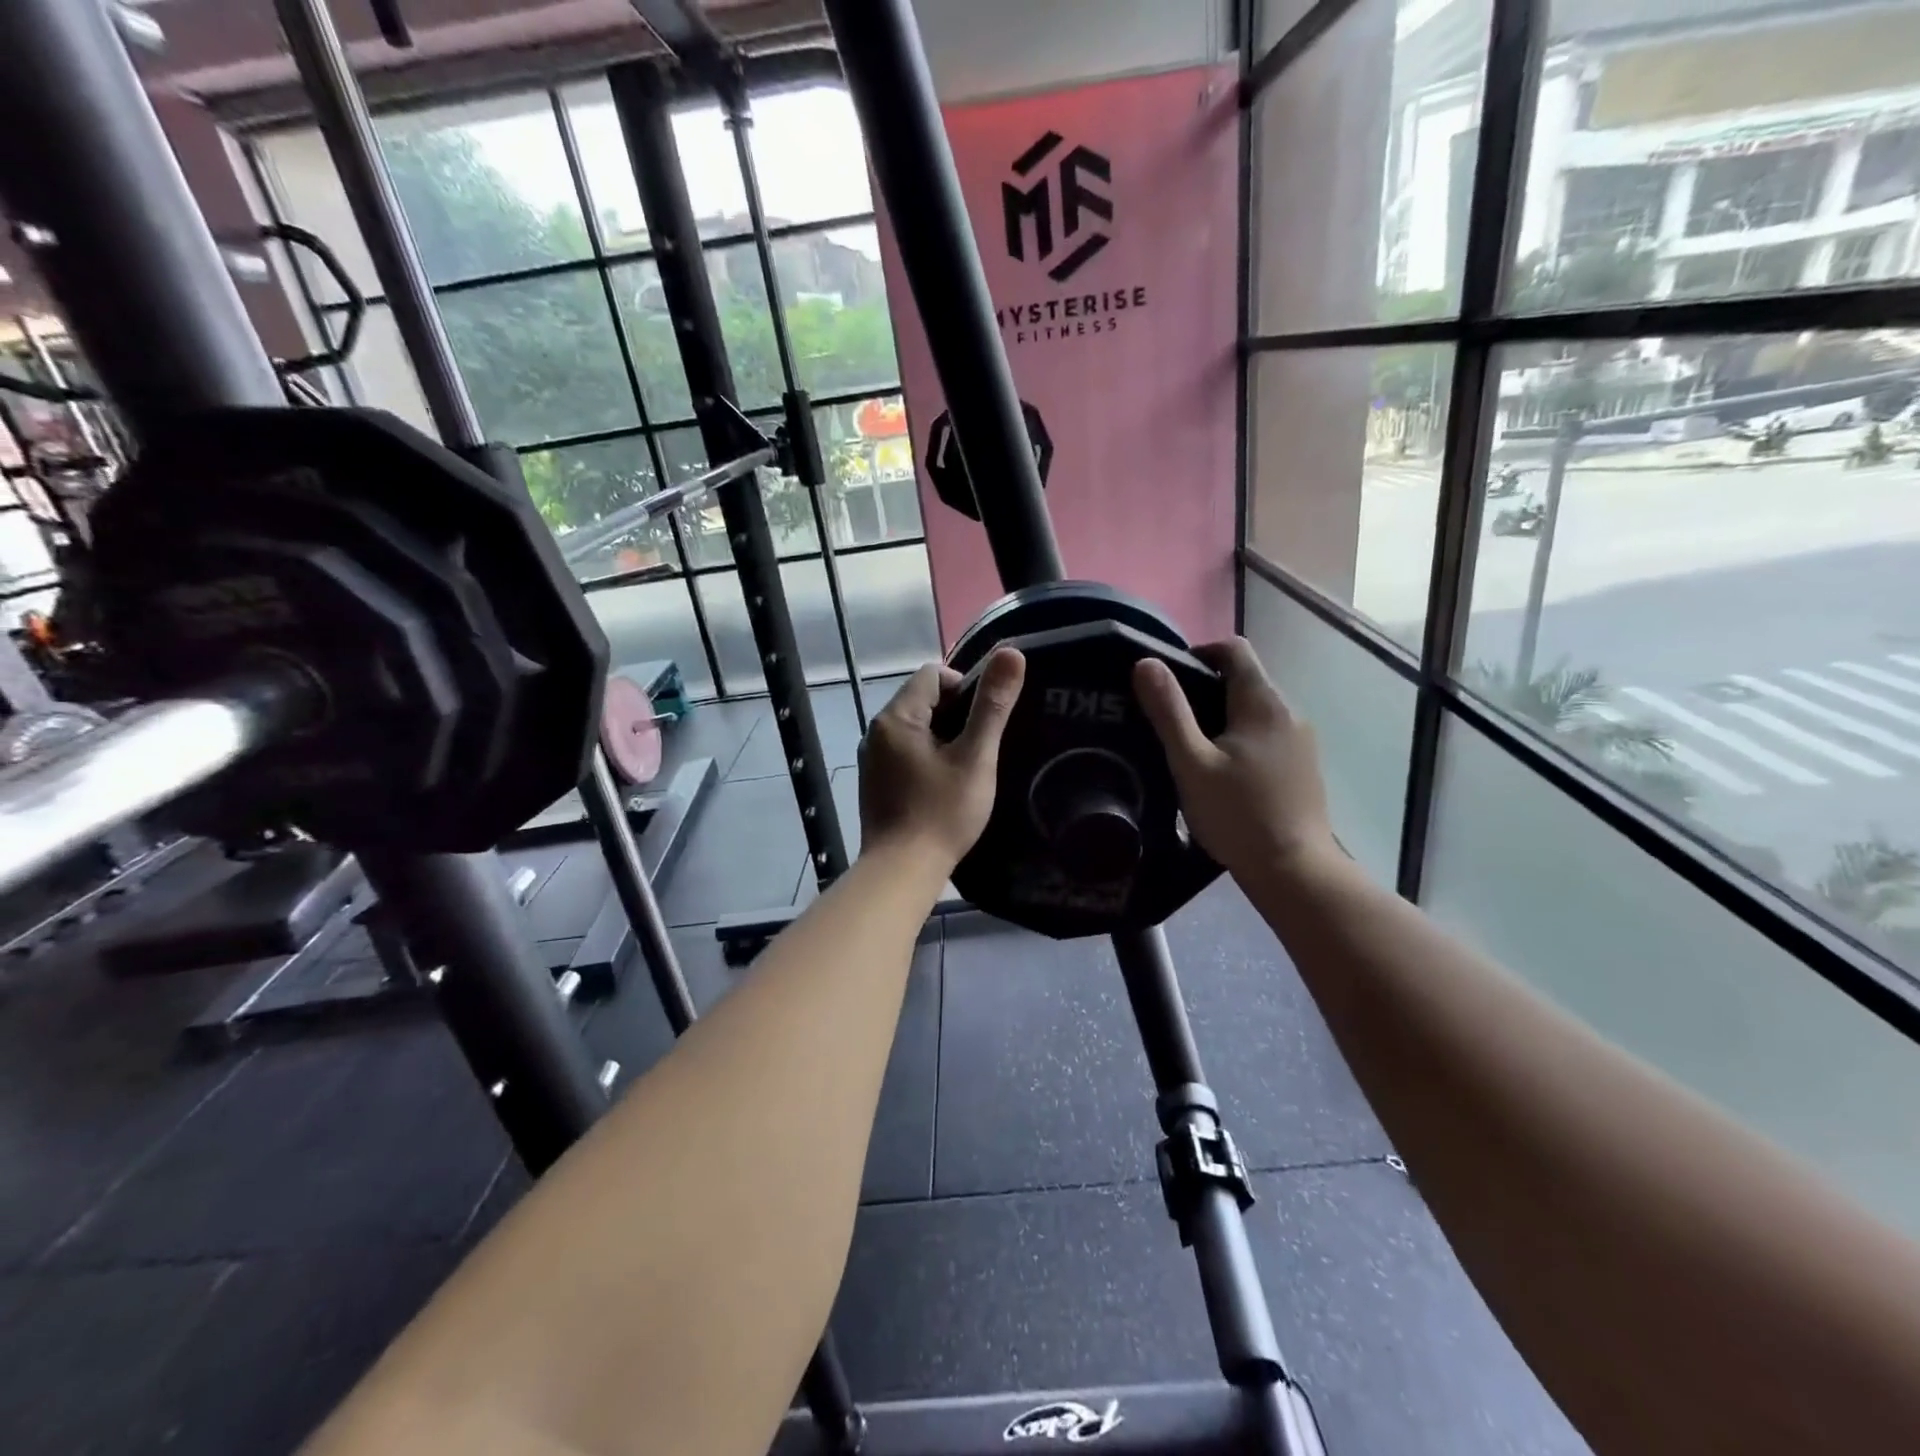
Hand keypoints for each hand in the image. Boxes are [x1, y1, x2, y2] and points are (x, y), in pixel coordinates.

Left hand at [859, 649, 1025, 868]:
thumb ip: (993, 705)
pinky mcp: (874, 783)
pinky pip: (904, 753)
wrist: (902, 870)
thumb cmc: (942, 812)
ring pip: (914, 729)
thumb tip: (1011, 653)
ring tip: (967, 766)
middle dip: (955, 714)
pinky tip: (944, 785)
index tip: (985, 719)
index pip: (933, 674)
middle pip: (922, 700)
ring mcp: (871, 759)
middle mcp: (876, 731)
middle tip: (981, 746)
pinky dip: (926, 758)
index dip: (965, 687)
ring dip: (942, 738)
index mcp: (897, 717)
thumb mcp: (975, 757)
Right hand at [1132, 638, 1338, 882]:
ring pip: (1255, 710)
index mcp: (1263, 702)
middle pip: (1245, 679)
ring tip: (1190, 748)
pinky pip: (1266, 735)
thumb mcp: (1191, 763)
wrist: (1293, 871)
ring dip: (1222, 716)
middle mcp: (1289, 712)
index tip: (1168, 680)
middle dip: (1205, 688)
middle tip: (1170, 719)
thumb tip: (1146, 663)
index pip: (1234, 649)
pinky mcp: (1303, 766)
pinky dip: (1241, 738)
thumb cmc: (1237, 815)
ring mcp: (1301, 740)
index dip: (1199, 652)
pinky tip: (1222, 772)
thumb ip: (1169, 711)